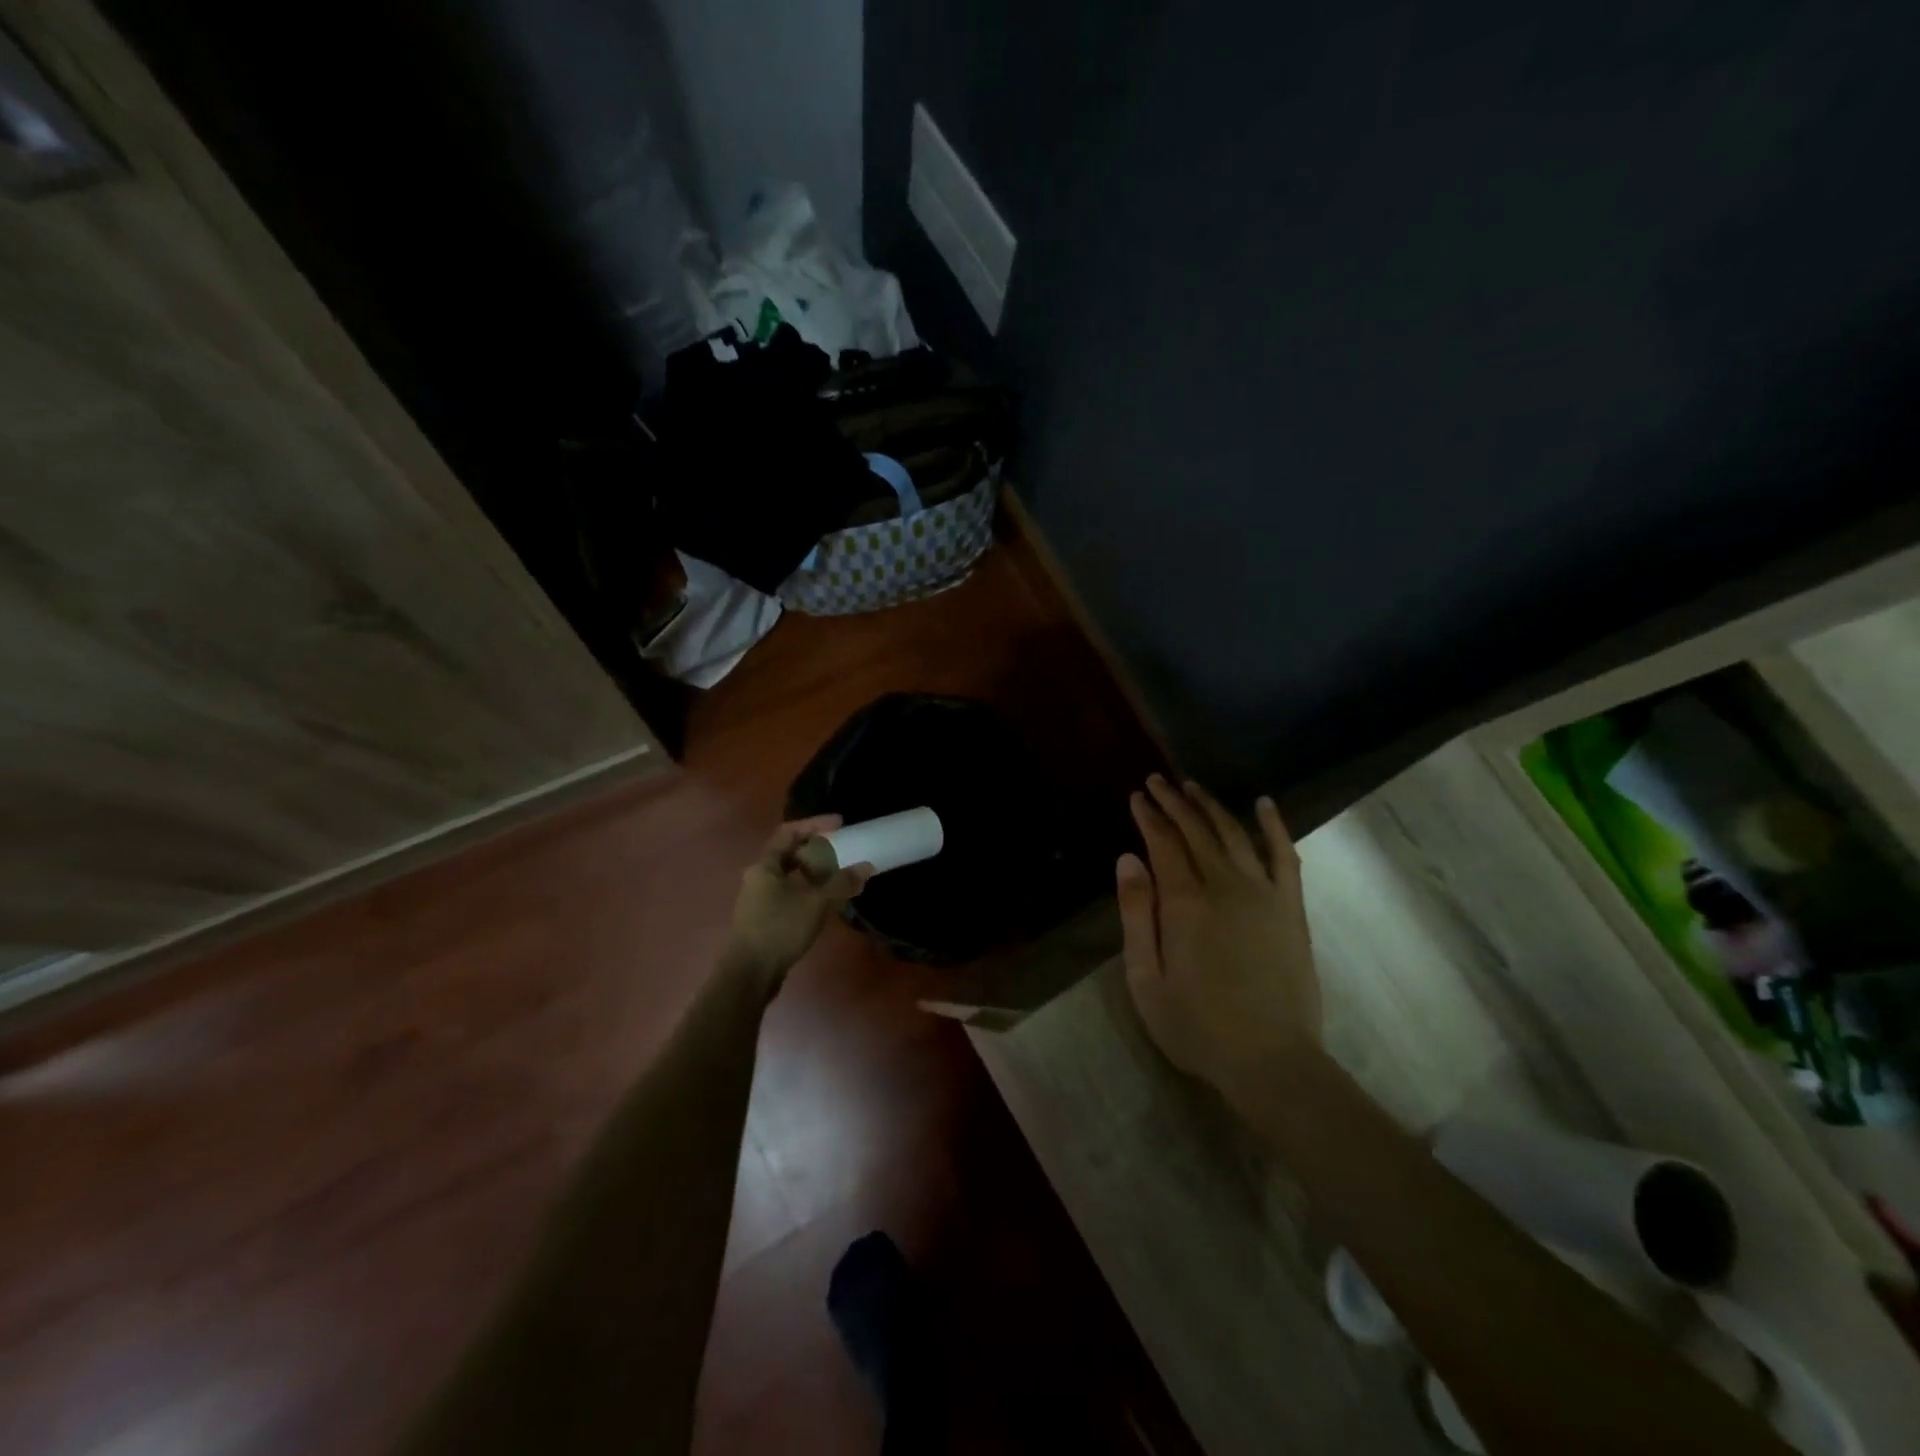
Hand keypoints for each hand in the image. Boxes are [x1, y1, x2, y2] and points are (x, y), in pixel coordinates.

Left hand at [724, 816, 870, 996]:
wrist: (749, 974)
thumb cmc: (779, 929)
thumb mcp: (816, 903)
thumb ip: (842, 883)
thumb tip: (866, 866)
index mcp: (765, 866)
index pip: (789, 832)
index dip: (815, 825)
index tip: (840, 824)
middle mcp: (758, 877)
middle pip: (789, 854)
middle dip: (816, 850)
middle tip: (841, 850)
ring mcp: (759, 899)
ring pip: (789, 876)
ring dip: (814, 872)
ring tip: (838, 875)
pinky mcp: (764, 919)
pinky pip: (789, 894)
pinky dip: (808, 891)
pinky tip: (825, 901)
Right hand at [1116, 776, 1321, 1095]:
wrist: (1271, 1061)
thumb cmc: (1197, 1026)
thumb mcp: (1146, 978)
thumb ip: (1136, 914)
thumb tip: (1127, 858)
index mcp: (1185, 902)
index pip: (1164, 843)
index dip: (1149, 816)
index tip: (1137, 795)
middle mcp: (1225, 886)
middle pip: (1197, 831)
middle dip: (1174, 802)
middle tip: (1158, 782)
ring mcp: (1264, 894)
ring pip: (1235, 834)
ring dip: (1212, 807)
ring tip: (1193, 787)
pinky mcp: (1291, 908)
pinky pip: (1284, 855)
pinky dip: (1273, 826)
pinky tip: (1263, 804)